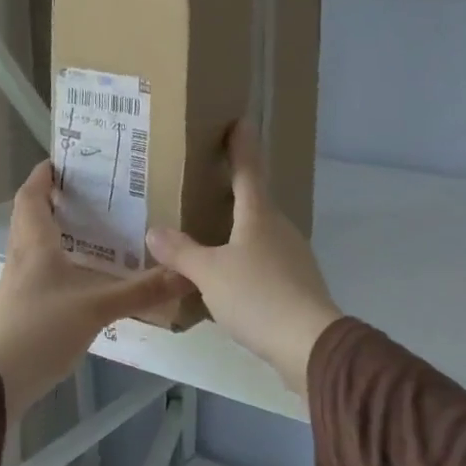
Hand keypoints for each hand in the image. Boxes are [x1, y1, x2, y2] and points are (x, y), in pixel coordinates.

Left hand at [0, 162, 190, 420]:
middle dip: (55, 200)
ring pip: (36, 246)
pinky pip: (42, 272)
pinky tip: (88, 276)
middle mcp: (22, 258)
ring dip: (59, 232)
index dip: (43, 175)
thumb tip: (186, 275)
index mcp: (34, 244)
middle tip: (91, 192)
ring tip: (97, 229)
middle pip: (31, 218)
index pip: (31, 196)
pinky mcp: (22, 309)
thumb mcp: (96, 307)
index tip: (64, 161)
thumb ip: (141, 291)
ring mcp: (19, 285)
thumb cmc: (40, 329)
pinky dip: (62, 264)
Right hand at [145, 125, 342, 395]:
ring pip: (261, 233)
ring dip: (240, 228)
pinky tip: (232, 277)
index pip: (249, 170)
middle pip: (257, 201)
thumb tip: (154, 232)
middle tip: (211, 179)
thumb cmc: (258, 296)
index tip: (241, 120)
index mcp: (259, 216)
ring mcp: (293, 256)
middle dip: (237, 188)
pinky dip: (247, 259)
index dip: (242, 145)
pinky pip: (265, 261)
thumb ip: (181, 252)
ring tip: (213, 231)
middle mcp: (280, 229)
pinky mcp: (297, 284)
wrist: (310, 344)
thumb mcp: (209, 274)